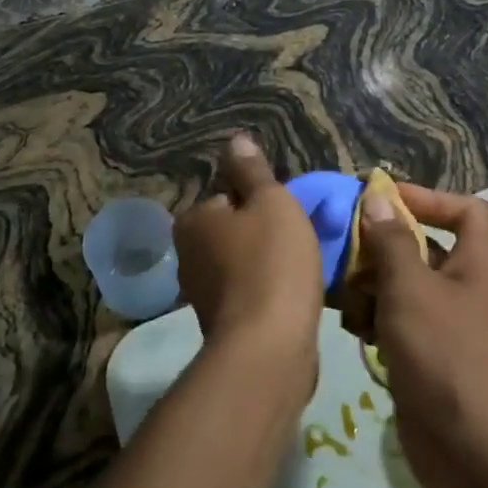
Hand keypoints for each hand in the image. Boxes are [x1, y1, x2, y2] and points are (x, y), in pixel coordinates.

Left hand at [174, 134, 323, 388]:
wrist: (269, 348)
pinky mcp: (220, 325)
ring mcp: (201, 294)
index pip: (229, 198)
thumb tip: (236, 139)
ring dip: (268, 266)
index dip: (262, 204)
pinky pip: (249, 294)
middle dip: (264, 236)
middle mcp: (187, 255)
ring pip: (242, 264)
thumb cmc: (271, 263)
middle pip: (235, 231)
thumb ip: (253, 171)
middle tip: (298, 244)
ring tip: (301, 273)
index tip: (287, 218)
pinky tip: (290, 300)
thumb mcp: (271, 202)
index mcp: (193, 220)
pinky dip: (267, 293)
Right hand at [358, 184, 487, 487]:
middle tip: (345, 247)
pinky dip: (378, 319)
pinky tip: (351, 327)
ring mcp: (453, 326)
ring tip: (340, 290)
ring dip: (373, 284)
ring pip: (408, 287)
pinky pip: (402, 323)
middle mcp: (471, 287)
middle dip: (385, 245)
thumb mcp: (411, 288)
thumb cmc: (447, 354)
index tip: (382, 201)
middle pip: (427, 247)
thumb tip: (377, 199)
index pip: (465, 209)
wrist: (478, 454)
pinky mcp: (434, 358)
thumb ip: (390, 240)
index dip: (427, 198)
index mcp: (481, 261)